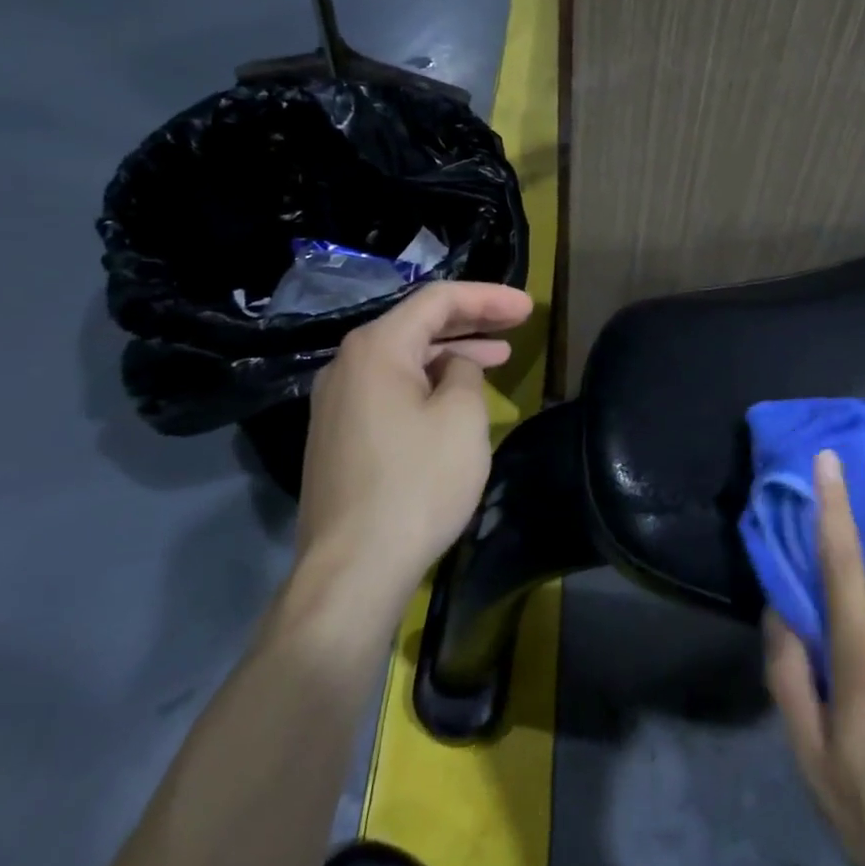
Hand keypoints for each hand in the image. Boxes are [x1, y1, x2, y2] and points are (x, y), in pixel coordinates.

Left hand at [295, 281, 532, 593]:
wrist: (354, 568)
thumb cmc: (417, 483)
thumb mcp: (462, 418)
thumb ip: (465, 374)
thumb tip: (455, 368)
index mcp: (376, 348)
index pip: (437, 300)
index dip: (487, 298)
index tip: (528, 308)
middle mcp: (347, 365)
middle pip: (416, 324)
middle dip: (471, 320)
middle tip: (516, 323)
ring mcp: (337, 402)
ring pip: (403, 359)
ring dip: (451, 353)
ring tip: (497, 356)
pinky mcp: (339, 436)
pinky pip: (390, 388)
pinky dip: (427, 381)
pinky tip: (454, 395)